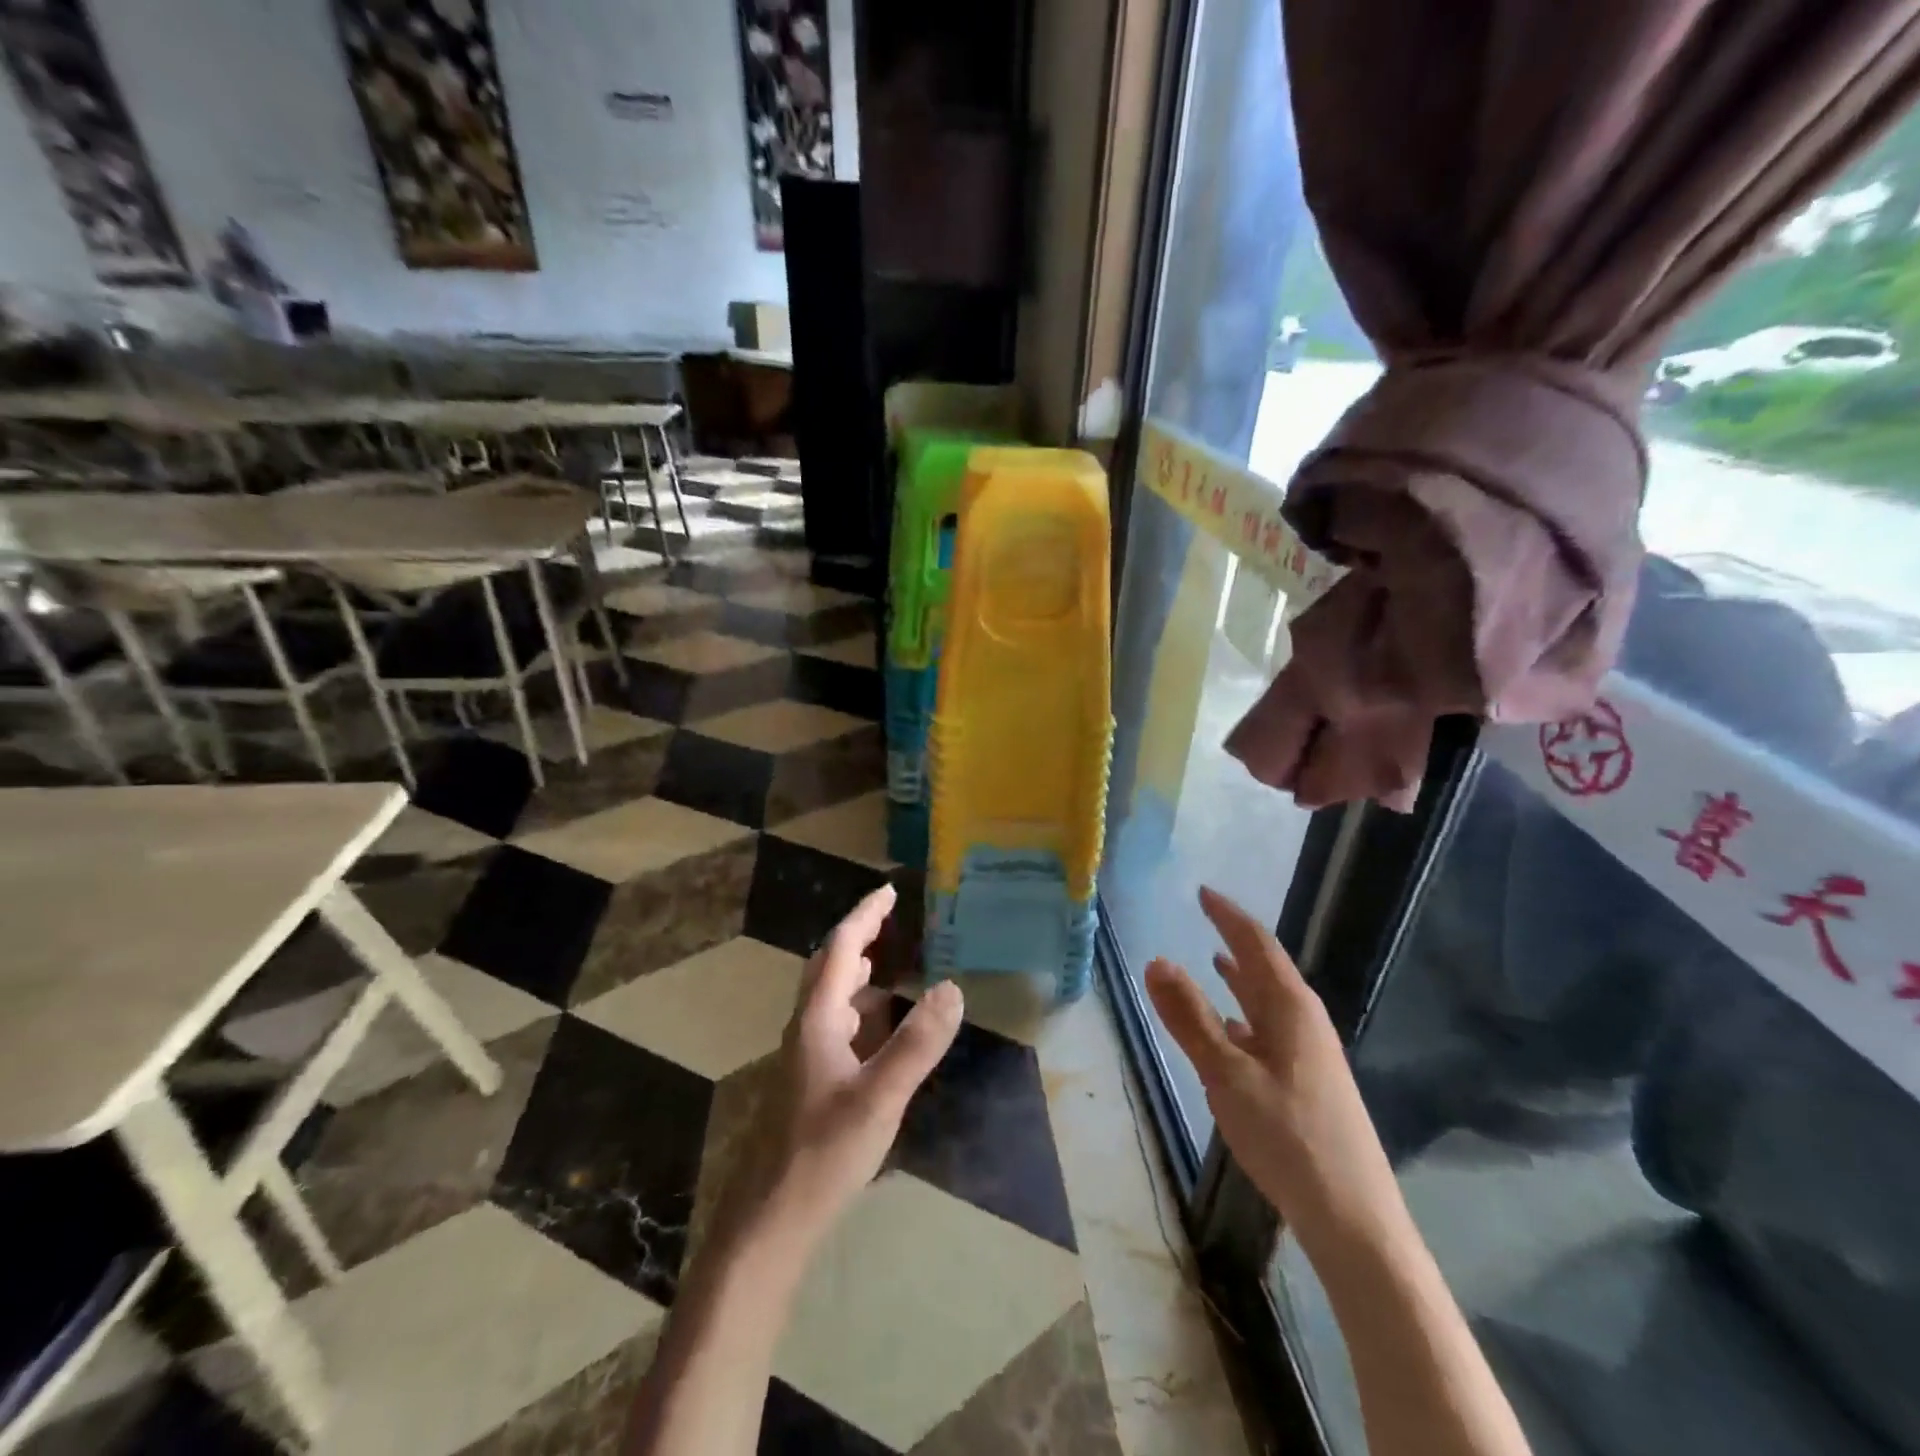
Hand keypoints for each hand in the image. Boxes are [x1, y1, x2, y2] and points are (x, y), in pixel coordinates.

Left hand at [728, 884, 964, 1253]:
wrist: (770, 1220)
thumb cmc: (822, 1154)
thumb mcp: (879, 1098)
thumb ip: (916, 1044)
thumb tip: (951, 987)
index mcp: (817, 1020)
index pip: (842, 949)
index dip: (865, 916)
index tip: (890, 891)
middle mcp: (807, 1028)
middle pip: (829, 966)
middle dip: (859, 936)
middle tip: (892, 919)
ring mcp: (805, 1057)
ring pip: (831, 997)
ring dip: (857, 971)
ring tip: (890, 962)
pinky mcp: (810, 1082)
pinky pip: (837, 1025)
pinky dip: (860, 1008)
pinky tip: (879, 1027)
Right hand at [1145, 887, 1401, 1248]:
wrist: (1353, 1218)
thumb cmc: (1287, 1135)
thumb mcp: (1226, 1074)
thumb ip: (1189, 1017)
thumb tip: (1156, 960)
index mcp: (1291, 1008)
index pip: (1257, 944)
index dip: (1228, 916)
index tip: (1203, 892)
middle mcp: (1305, 1022)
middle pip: (1267, 968)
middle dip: (1235, 941)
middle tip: (1206, 918)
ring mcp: (1310, 1054)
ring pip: (1269, 1002)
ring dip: (1241, 980)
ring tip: (1215, 962)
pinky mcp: (1307, 1082)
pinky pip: (1270, 1032)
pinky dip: (1245, 1018)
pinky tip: (1230, 1031)